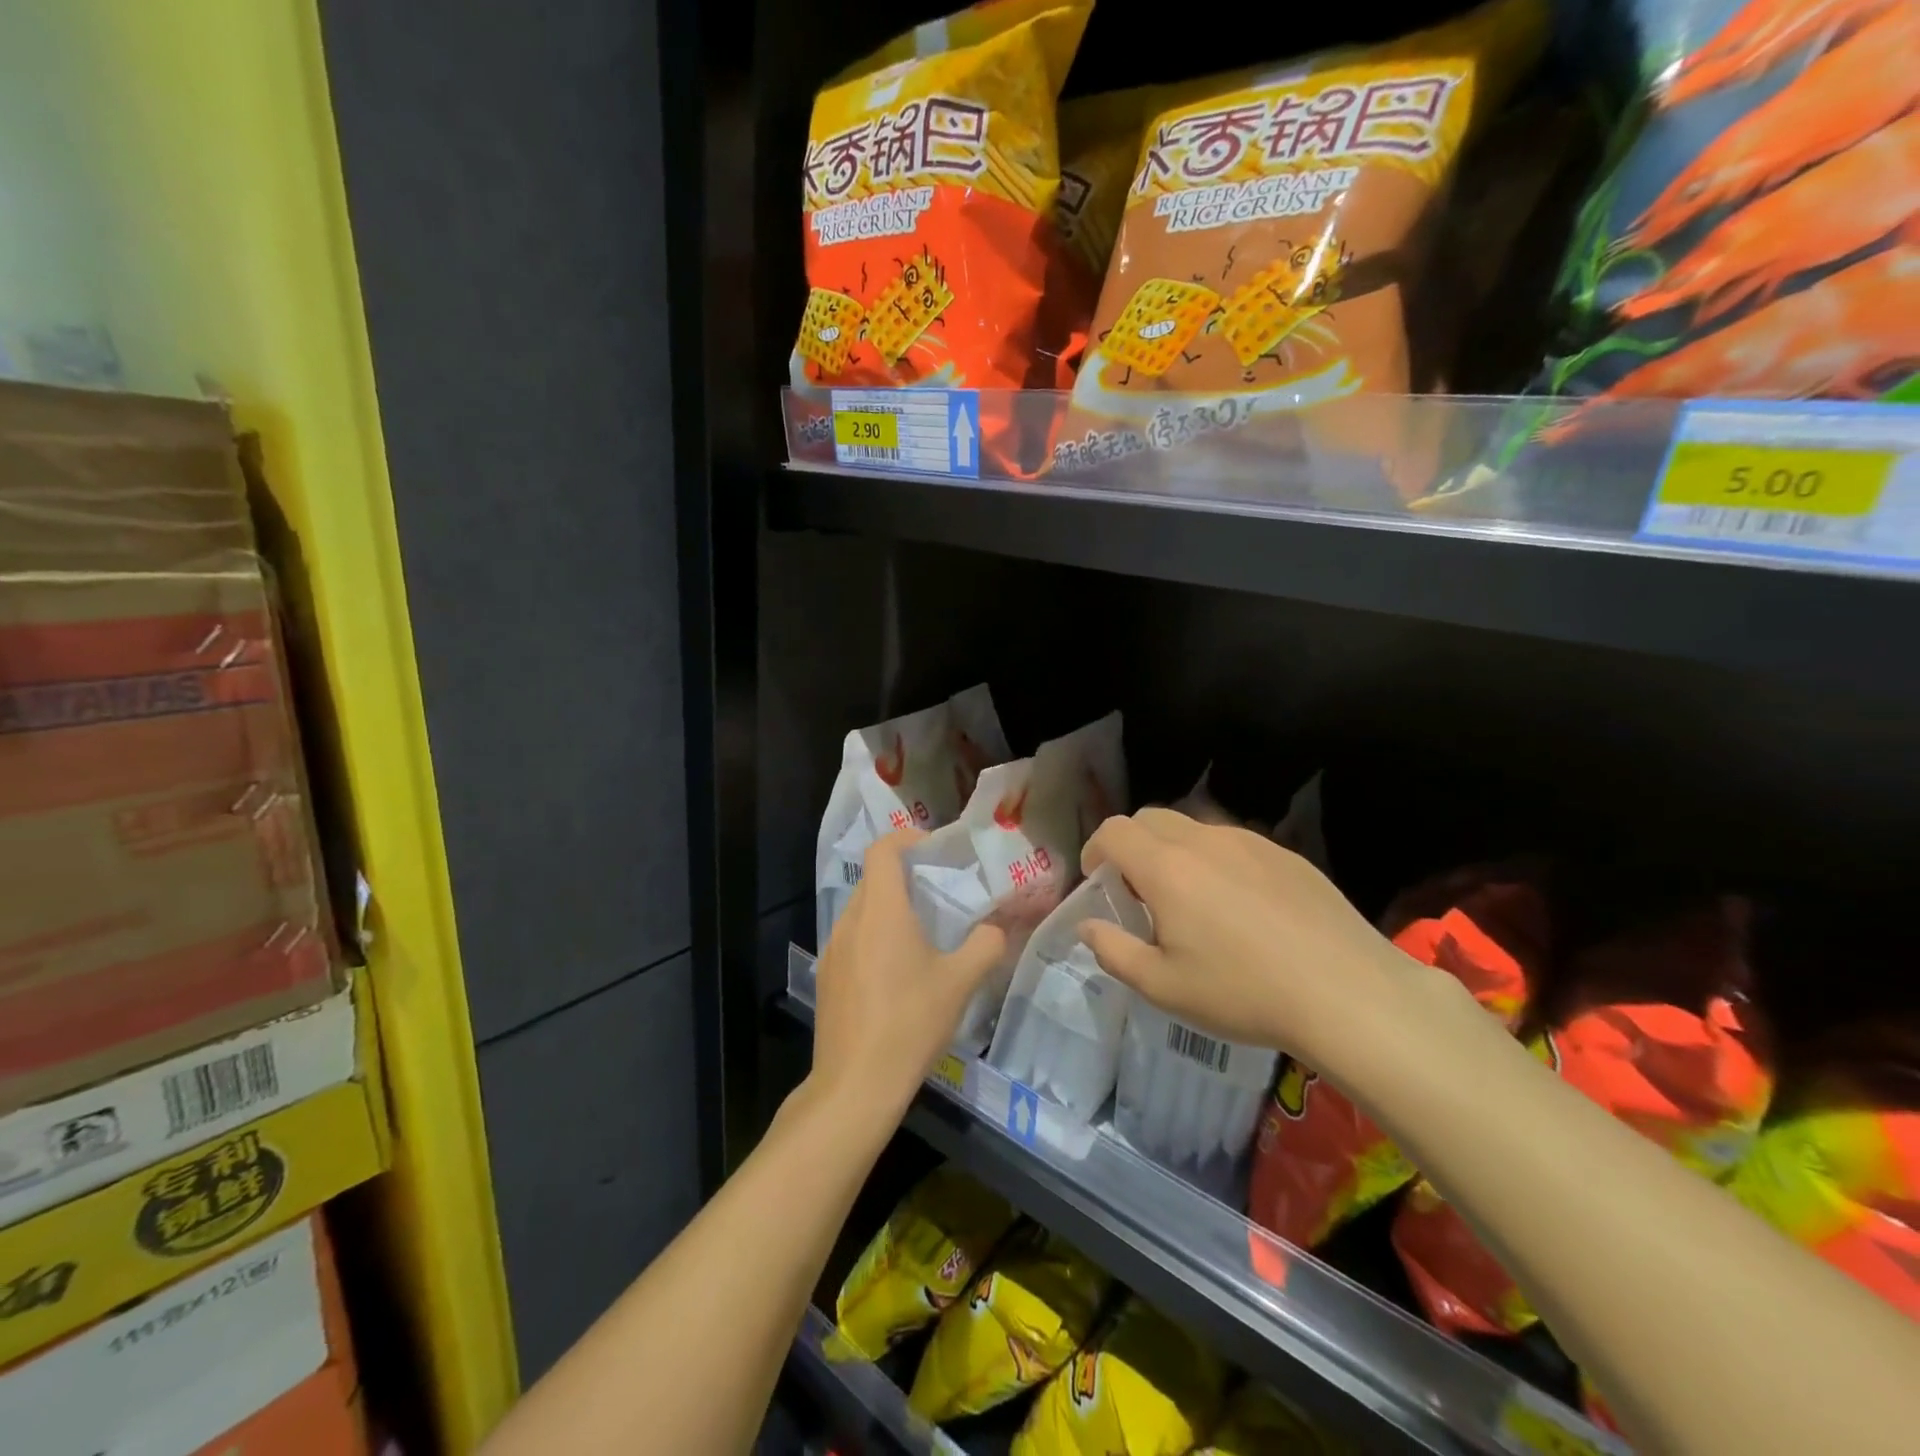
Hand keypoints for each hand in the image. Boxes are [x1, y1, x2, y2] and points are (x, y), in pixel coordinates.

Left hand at [811, 828, 1005, 1118]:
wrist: (856, 1084)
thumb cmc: (910, 1022)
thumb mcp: (960, 982)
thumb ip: (985, 945)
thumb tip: (997, 929)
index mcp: (880, 910)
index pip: (883, 850)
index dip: (907, 838)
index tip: (935, 850)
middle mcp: (850, 920)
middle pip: (873, 878)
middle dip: (904, 875)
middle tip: (939, 890)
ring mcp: (833, 950)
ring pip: (861, 910)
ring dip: (889, 908)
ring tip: (922, 931)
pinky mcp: (828, 977)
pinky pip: (852, 938)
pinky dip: (875, 936)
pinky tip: (897, 972)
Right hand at [1078, 809, 1413, 1076]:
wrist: (1347, 992)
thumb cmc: (1243, 992)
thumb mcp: (1163, 987)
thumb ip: (1114, 951)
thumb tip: (1088, 927)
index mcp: (1166, 867)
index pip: (1114, 831)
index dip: (1095, 850)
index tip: (1098, 882)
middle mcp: (1204, 840)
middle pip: (1150, 818)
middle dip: (1131, 845)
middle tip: (1138, 890)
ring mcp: (1249, 842)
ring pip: (1194, 827)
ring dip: (1174, 851)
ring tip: (1190, 899)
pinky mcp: (1286, 854)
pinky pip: (1234, 843)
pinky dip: (1216, 860)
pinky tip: (1240, 906)